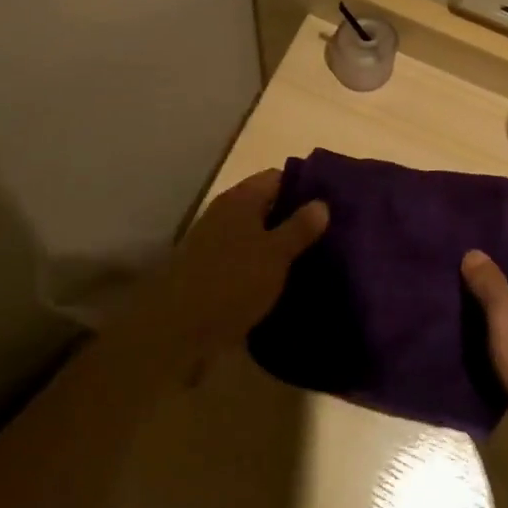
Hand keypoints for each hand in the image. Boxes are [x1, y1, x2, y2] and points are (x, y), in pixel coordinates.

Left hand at [133, 169, 327, 374]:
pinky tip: (284, 282)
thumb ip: (299, 227)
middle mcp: (225, 213)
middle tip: (328, 234)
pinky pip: (245, 258)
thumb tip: (322, 202)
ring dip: (279, 244)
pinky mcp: (210, 271)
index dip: (304, 187)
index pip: (278, 177)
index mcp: (241, 198)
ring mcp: (215, 242)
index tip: (331, 203)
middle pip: (266, 205)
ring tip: (313, 259)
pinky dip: (263, 265)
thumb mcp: (275, 254)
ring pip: (256, 234)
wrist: (176, 330)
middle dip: (294, 218)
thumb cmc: (231, 282)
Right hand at [462, 222, 507, 476]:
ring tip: (452, 300)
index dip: (496, 231)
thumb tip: (473, 252)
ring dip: (491, 301)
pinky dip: (500, 329)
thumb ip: (487, 280)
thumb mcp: (506, 315)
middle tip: (448, 269)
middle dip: (487, 267)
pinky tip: (472, 336)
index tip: (463, 238)